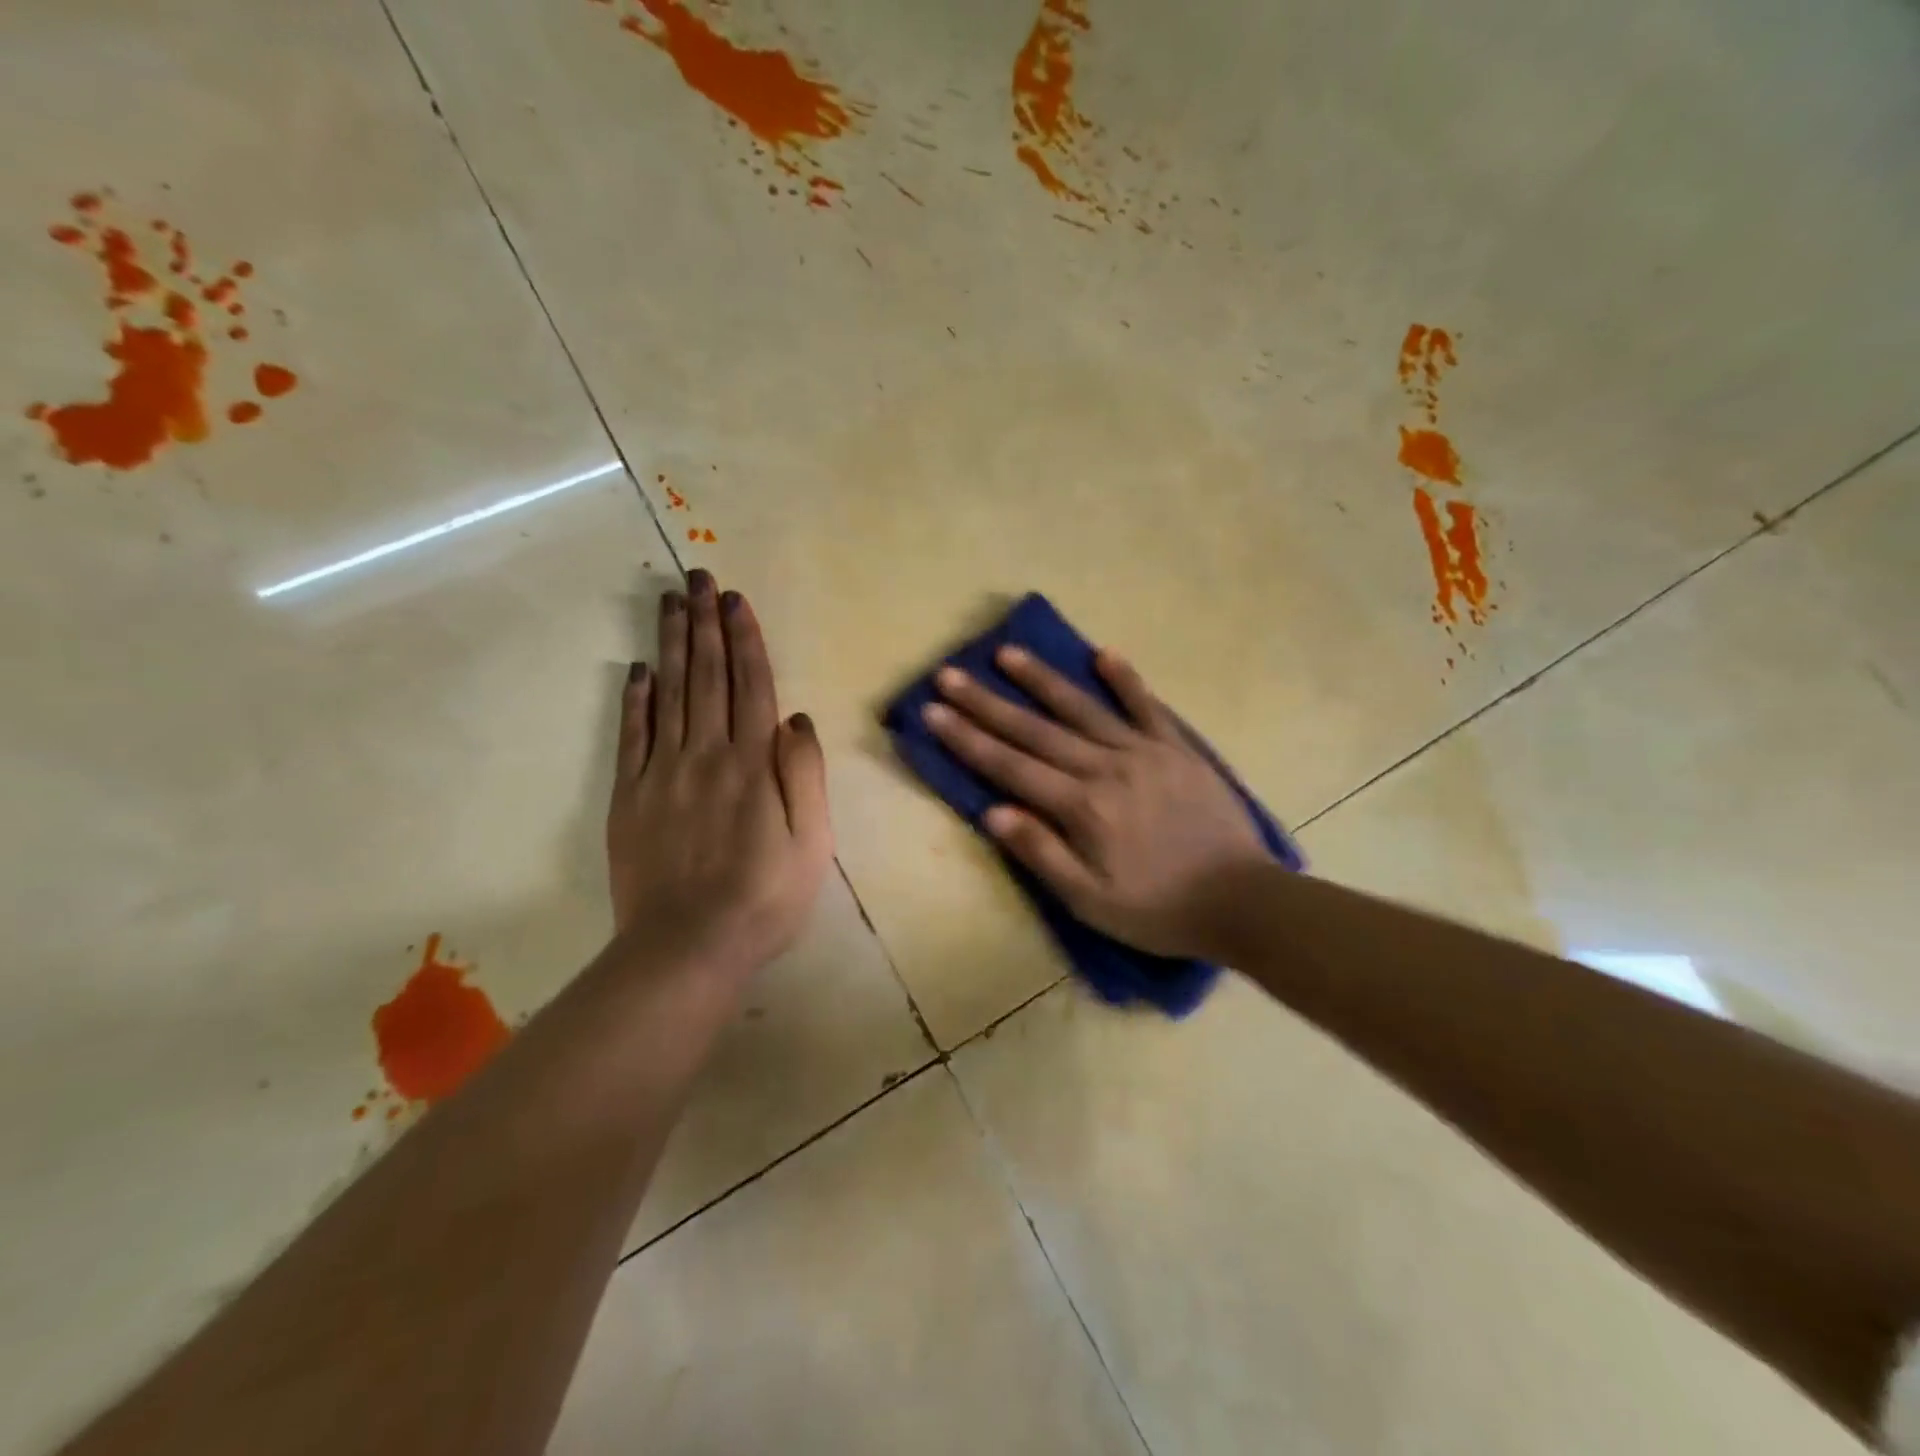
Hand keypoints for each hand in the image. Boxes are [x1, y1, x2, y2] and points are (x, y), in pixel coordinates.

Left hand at [607, 571, 832, 979]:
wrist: (688, 946)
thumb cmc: (766, 896)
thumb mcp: (813, 841)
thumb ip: (805, 775)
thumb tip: (797, 718)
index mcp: (753, 763)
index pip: (751, 685)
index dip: (744, 639)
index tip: (735, 600)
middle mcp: (706, 754)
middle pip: (706, 676)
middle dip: (704, 623)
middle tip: (697, 577)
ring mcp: (662, 773)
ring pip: (668, 694)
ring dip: (670, 644)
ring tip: (669, 602)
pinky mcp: (630, 797)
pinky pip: (632, 737)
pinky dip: (635, 700)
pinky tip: (638, 671)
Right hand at [922, 646, 1266, 958]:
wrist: (1242, 901)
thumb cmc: (1159, 909)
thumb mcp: (1091, 902)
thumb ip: (1042, 854)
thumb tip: (993, 812)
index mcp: (1082, 807)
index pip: (1010, 766)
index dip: (967, 739)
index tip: (933, 711)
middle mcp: (1106, 768)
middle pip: (1035, 729)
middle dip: (987, 702)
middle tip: (950, 674)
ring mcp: (1144, 752)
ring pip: (1082, 708)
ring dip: (1042, 680)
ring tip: (1007, 653)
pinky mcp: (1177, 749)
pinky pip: (1147, 706)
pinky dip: (1124, 680)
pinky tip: (1102, 654)